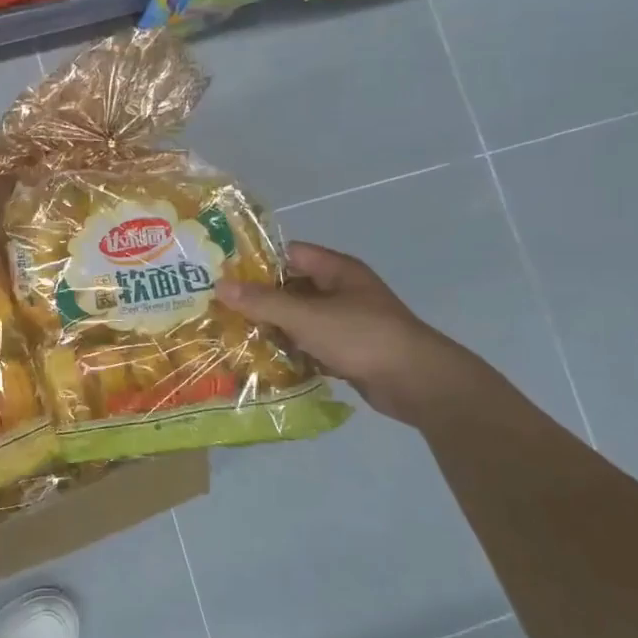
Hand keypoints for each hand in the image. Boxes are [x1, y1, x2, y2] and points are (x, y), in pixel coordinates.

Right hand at [216, 242, 485, 425]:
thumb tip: (219, 285)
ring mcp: (345, 322)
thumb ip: (263, 301)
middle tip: (219, 308)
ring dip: (271, 327)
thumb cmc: (362, 337)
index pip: (288, 254)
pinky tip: (261, 360)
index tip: (222, 274)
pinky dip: (289, 350)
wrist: (418, 383)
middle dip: (258, 299)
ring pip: (298, 318)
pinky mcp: (346, 351)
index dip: (256, 261)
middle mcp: (341, 291)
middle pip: (290, 287)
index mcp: (336, 270)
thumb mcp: (306, 316)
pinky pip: (309, 344)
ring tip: (231, 335)